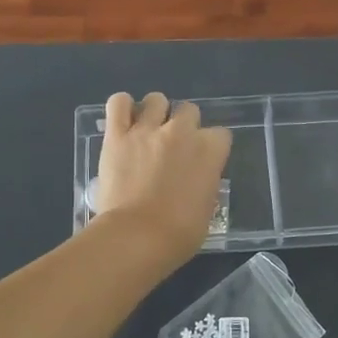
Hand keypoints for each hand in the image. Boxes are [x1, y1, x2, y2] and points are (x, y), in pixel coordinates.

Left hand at [92, 92, 231, 259]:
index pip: (221, 134)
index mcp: (209, 150)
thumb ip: (204, 184)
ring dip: (155, 112)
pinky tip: (124, 121)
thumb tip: (197, 181)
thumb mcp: (206, 209)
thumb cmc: (178, 234)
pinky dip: (122, 107)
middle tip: (173, 147)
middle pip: (189, 110)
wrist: (136, 237)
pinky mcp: (117, 135)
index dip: (211, 148)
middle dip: (184, 125)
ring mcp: (147, 129)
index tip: (203, 162)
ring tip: (148, 131)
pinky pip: (119, 103)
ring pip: (156, 100)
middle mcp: (181, 131)